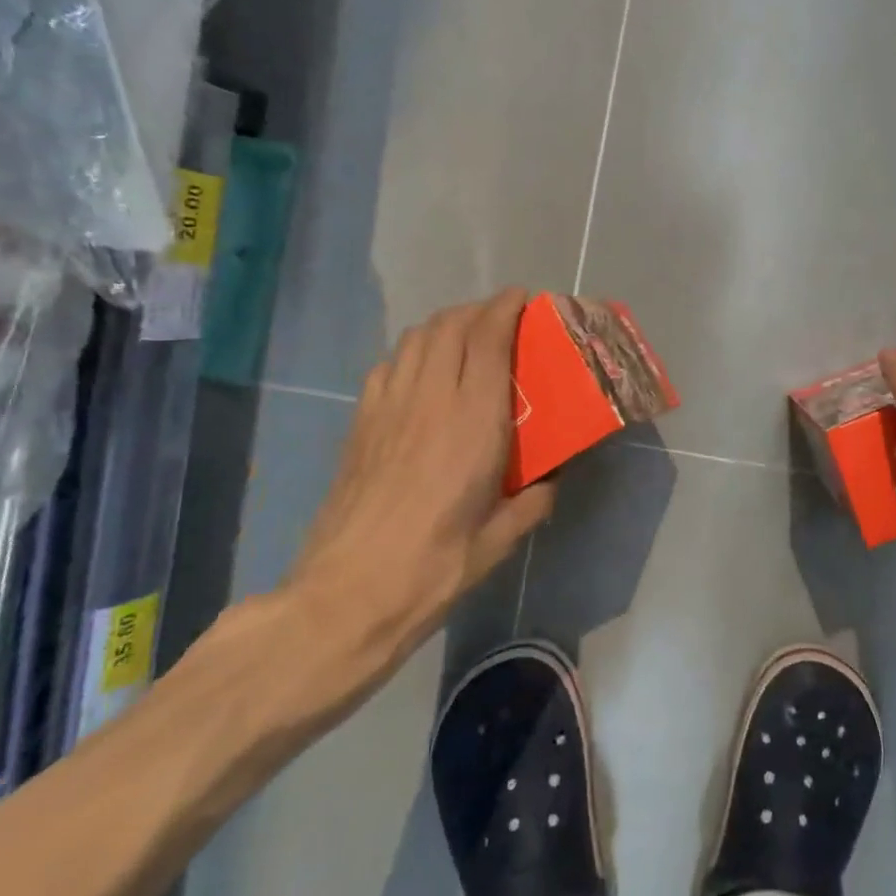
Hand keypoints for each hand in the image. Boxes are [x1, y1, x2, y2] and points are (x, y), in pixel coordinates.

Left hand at [284, 289, 554, 687]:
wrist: (345, 597)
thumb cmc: (433, 569)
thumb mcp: (498, 542)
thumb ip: (531, 503)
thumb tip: (551, 483)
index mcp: (472, 423)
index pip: (488, 342)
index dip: (505, 310)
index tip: (523, 298)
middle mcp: (430, 401)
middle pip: (450, 327)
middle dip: (478, 309)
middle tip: (501, 316)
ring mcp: (387, 408)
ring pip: (416, 339)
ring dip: (444, 324)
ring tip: (465, 334)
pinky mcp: (359, 424)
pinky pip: (388, 365)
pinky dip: (412, 351)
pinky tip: (421, 370)